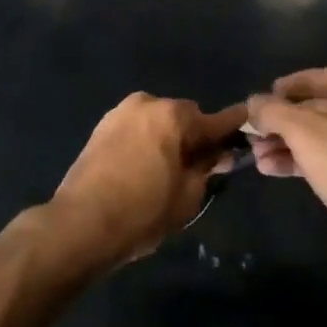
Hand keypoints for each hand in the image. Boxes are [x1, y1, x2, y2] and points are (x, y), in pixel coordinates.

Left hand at [50, 93, 247, 267]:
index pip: (213, 120)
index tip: (247, 121)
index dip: (232, 126)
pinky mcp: (101, 127)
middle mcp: (147, 103)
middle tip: (199, 165)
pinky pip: (136, 128)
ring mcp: (121, 112)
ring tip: (167, 169)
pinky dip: (145, 140)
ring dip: (167, 137)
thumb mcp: (187, 196)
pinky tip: (143, 167)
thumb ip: (206, 169)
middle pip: (183, 116)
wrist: (80, 223)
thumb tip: (218, 155)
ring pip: (157, 121)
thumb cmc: (142, 212)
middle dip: (193, 135)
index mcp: (173, 116)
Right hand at [247, 67, 326, 263]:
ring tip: (257, 156)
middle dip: (282, 122)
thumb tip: (253, 103)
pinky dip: (303, 161)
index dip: (290, 85)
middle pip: (318, 109)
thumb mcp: (302, 131)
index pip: (320, 76)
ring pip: (322, 137)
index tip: (264, 96)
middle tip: (254, 133)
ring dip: (288, 144)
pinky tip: (273, 170)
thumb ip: (273, 111)